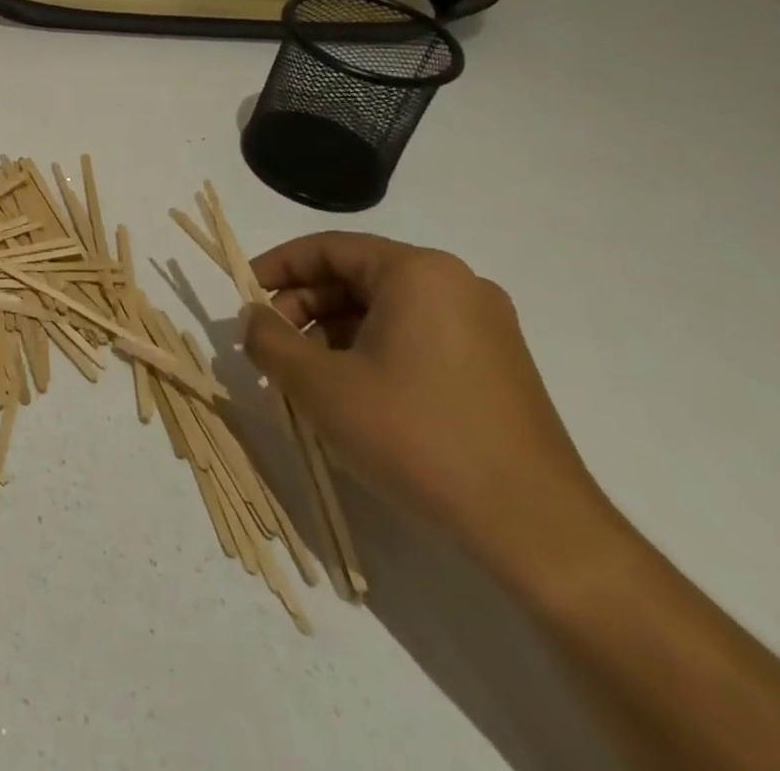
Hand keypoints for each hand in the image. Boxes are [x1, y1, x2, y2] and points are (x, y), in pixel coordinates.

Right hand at [243, 232, 609, 572]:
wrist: (537, 530)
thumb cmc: (416, 436)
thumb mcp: (319, 385)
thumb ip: (270, 340)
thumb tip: (253, 318)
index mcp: (418, 273)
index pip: (327, 249)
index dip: (276, 268)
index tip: (242, 297)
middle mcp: (456, 285)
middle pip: (356, 276)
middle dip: (303, 307)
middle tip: (271, 344)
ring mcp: (484, 326)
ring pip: (383, 309)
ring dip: (333, 332)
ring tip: (305, 375)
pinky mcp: (496, 366)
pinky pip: (415, 336)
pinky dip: (371, 351)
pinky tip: (351, 393)